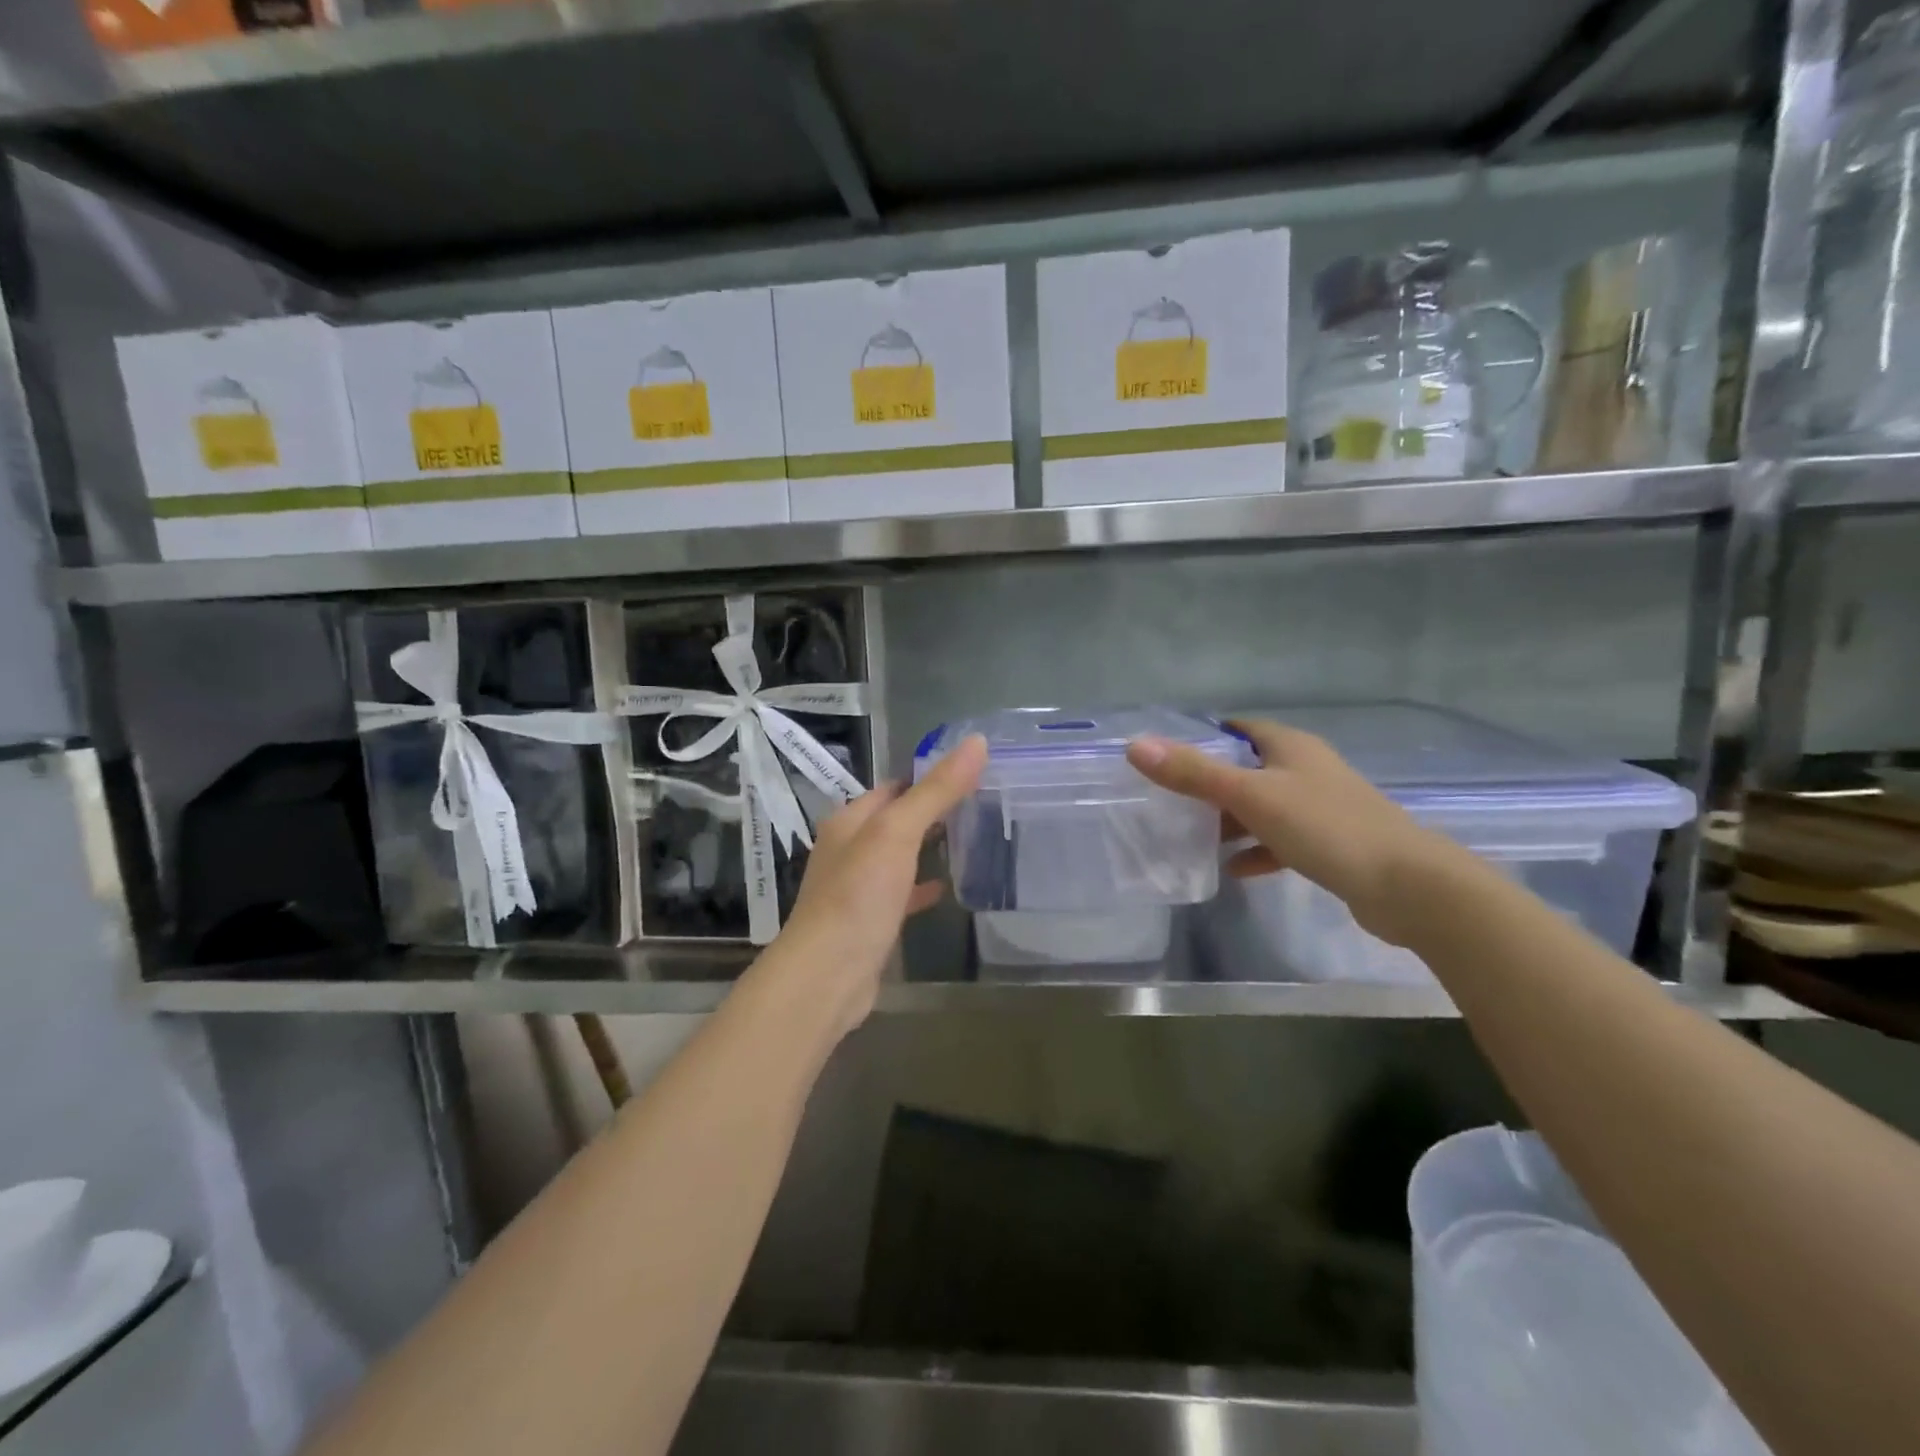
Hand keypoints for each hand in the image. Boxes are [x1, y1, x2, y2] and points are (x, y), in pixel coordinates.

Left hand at [771, 735, 988, 1032]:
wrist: (827, 976)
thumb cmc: (858, 896)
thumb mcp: (898, 834)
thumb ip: (936, 790)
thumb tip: (976, 742)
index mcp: (850, 821)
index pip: (894, 787)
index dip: (929, 777)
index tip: (972, 773)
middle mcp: (849, 849)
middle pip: (896, 820)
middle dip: (932, 812)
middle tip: (981, 805)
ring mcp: (858, 887)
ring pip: (899, 857)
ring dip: (927, 848)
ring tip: (971, 841)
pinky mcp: (870, 921)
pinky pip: (901, 894)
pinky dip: (922, 888)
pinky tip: (947, 890)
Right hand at [1125, 718, 1441, 946]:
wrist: (1408, 886)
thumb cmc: (1325, 827)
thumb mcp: (1251, 796)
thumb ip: (1193, 773)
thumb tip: (1136, 746)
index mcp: (1291, 747)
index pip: (1239, 729)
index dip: (1205, 738)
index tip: (1168, 756)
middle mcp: (1308, 770)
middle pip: (1249, 768)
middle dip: (1211, 783)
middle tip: (1172, 800)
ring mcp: (1322, 807)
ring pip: (1265, 806)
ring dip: (1232, 820)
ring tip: (1193, 836)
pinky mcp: (1332, 844)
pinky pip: (1282, 840)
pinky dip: (1257, 850)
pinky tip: (1234, 870)